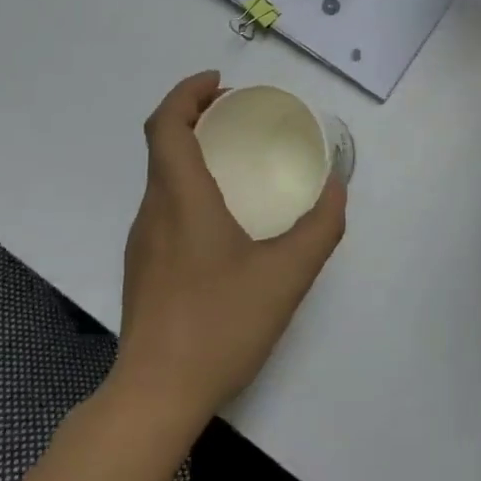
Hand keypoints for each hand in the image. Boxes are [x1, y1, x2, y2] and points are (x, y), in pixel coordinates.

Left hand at [117, 72, 346, 420]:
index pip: (166, 124)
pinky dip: (188, 186)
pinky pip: (163, 207)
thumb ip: (320, 227)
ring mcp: (142, 242)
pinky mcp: (143, 269)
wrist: (155, 398)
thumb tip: (338, 188)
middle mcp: (153, 211)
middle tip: (237, 115)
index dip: (187, 92)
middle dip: (195, 116)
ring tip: (236, 160)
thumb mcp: (287, 275)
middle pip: (163, 145)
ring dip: (192, 152)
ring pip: (161, 178)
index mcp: (180, 198)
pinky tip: (223, 219)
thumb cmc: (219, 325)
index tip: (220, 82)